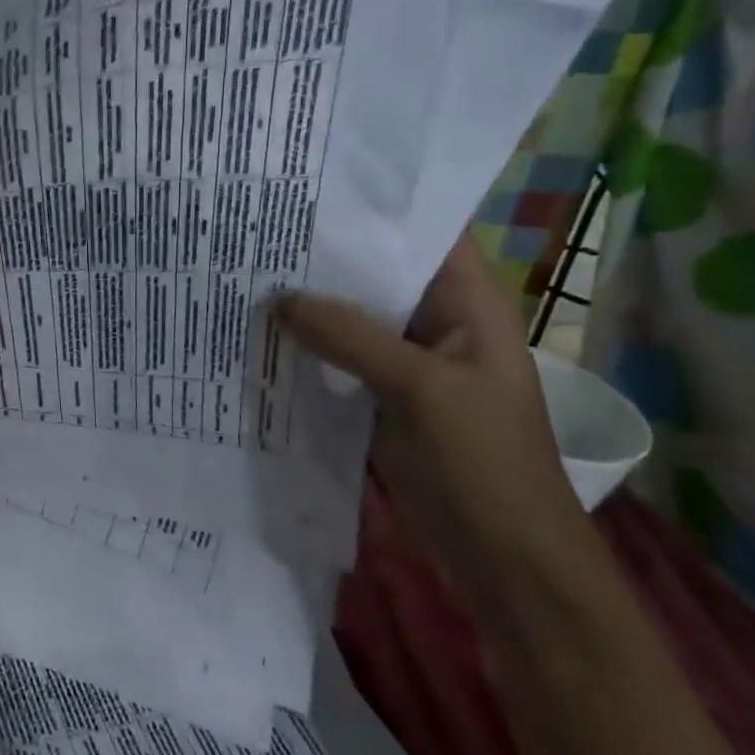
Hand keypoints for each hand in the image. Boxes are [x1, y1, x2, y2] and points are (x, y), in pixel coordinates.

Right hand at [279, 238, 590, 610]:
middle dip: (323, 256)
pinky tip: (261, 334)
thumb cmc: (484, 465)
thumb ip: (349, 337)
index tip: (309, 191)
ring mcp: (407, 363)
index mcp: (468, 306)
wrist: (506, 563)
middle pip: (376, 275)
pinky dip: (307, 348)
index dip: (372, 210)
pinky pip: (339, 360)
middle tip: (259, 228)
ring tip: (247, 271)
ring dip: (309, 304)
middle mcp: (436, 323)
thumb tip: (277, 298)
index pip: (420, 235)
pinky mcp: (382, 398)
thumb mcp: (420, 390)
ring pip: (352, 319)